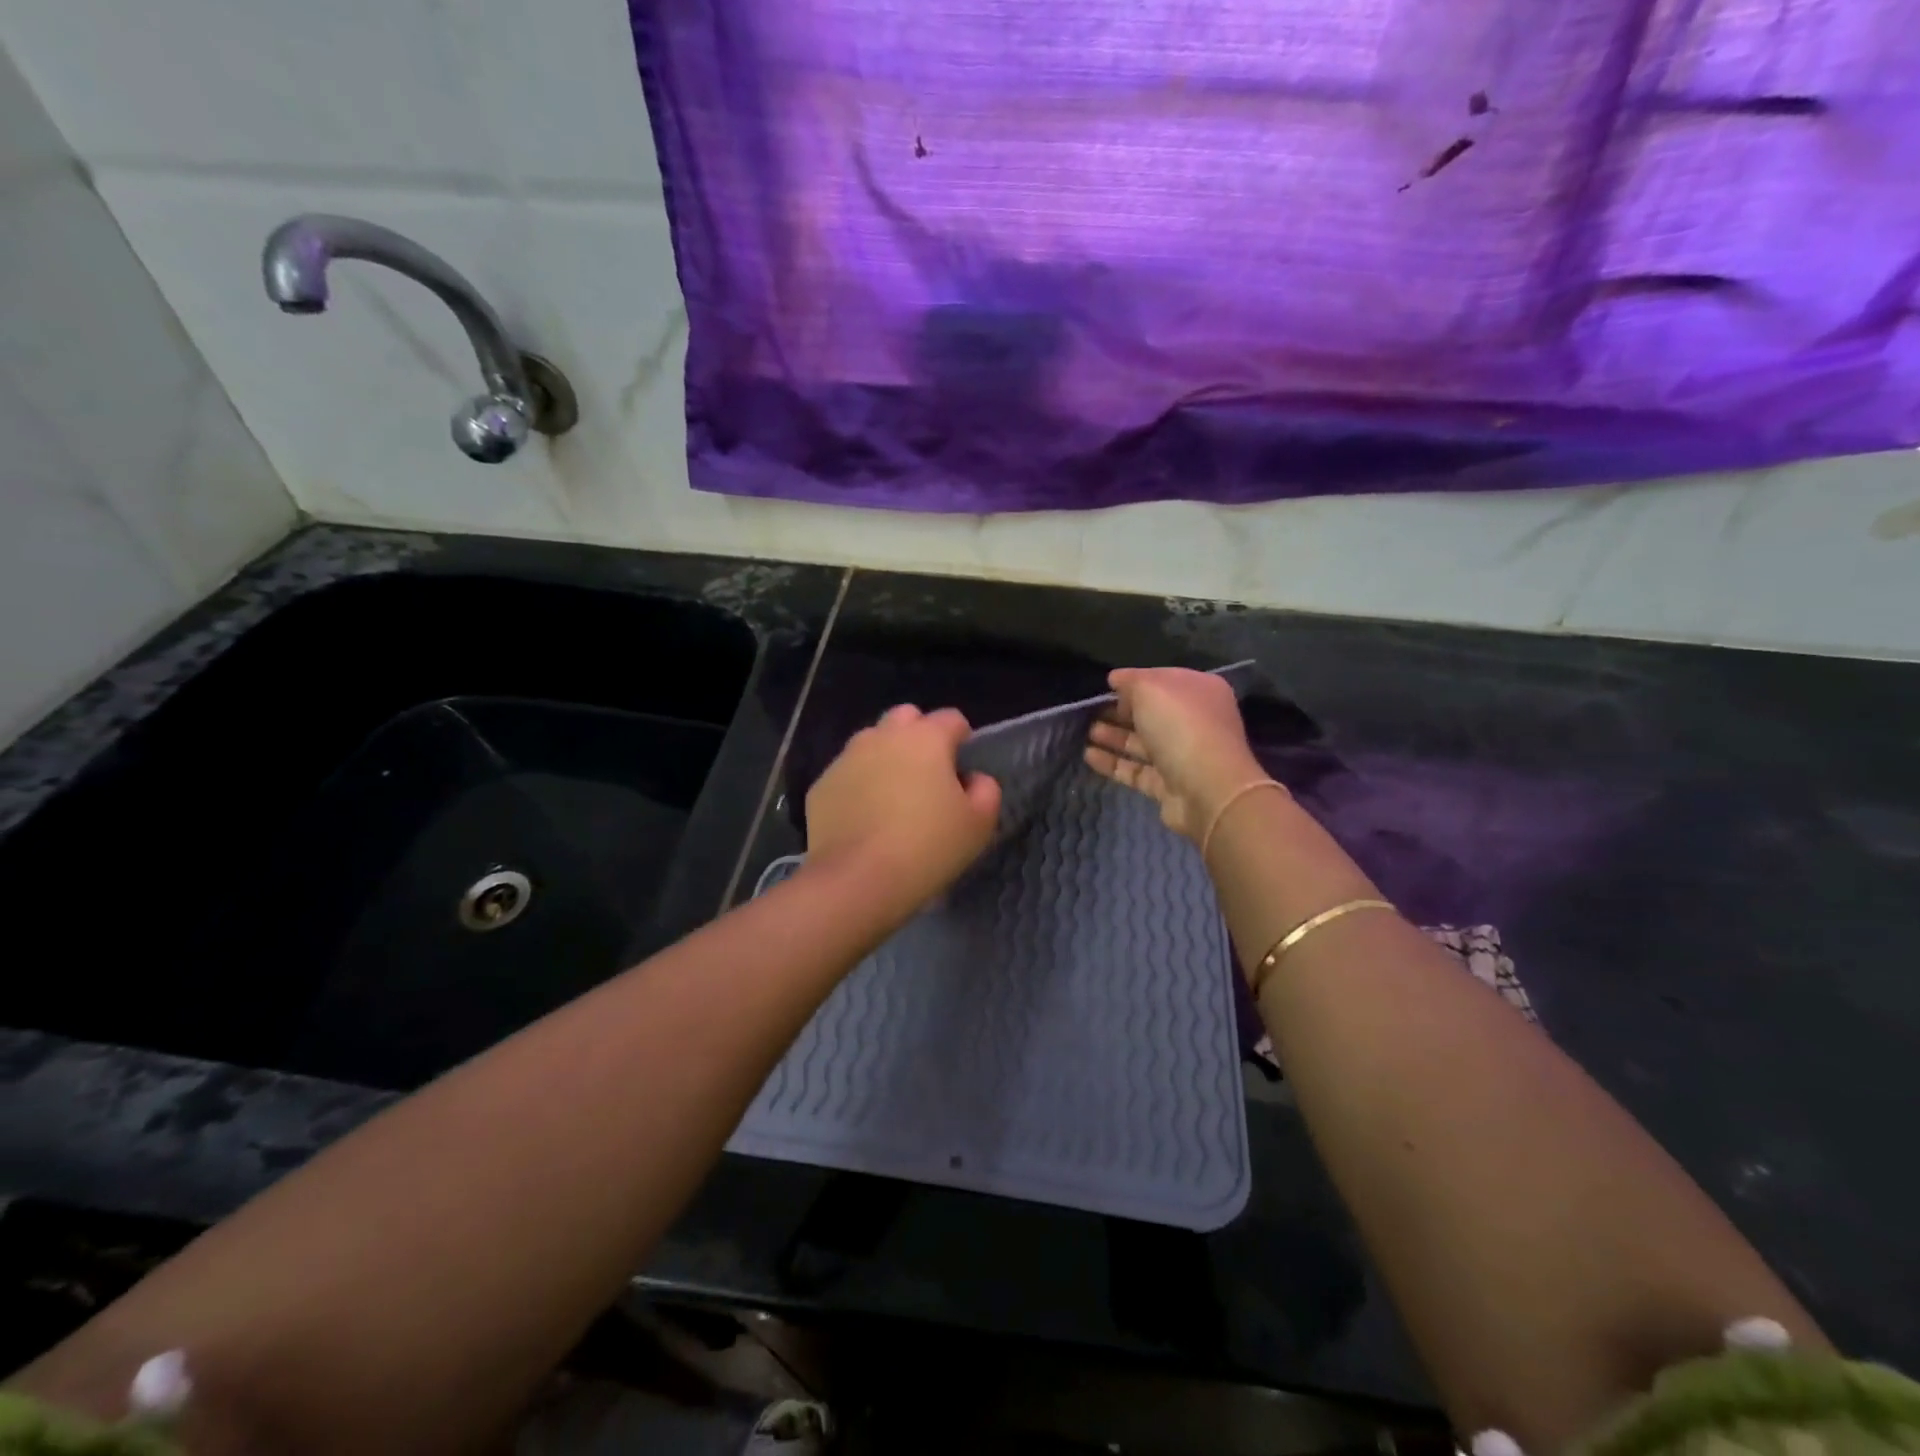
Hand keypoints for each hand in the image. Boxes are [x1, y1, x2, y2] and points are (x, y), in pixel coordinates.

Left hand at [806, 705, 1001, 911]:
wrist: (857, 881)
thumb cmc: (927, 847)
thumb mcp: (978, 824)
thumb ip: (986, 790)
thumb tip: (973, 779)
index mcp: (925, 737)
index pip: (951, 718)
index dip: (962, 739)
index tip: (964, 769)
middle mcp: (883, 736)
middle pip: (906, 718)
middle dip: (919, 736)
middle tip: (927, 777)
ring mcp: (846, 758)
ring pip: (871, 743)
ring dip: (885, 758)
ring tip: (892, 798)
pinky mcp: (821, 785)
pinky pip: (847, 775)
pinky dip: (858, 787)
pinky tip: (864, 820)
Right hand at [1084, 668, 1267, 842]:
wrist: (1207, 789)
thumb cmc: (1181, 727)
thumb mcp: (1151, 688)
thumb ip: (1130, 681)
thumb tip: (1116, 680)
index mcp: (1199, 691)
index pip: (1162, 680)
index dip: (1134, 681)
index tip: (1106, 686)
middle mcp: (1194, 721)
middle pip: (1152, 713)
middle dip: (1121, 711)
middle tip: (1091, 710)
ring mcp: (1182, 756)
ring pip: (1143, 742)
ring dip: (1114, 736)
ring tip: (1087, 732)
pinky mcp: (1168, 785)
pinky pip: (1136, 770)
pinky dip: (1113, 763)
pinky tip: (1088, 756)